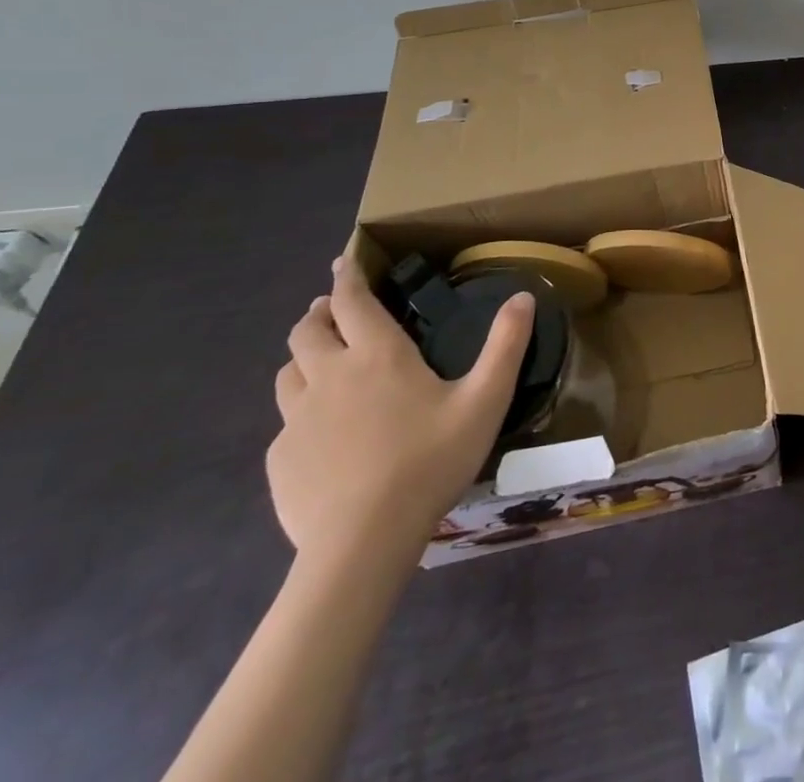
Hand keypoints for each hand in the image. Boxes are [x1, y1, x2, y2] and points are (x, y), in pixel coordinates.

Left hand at [269, 256, 533, 567]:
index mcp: (378, 355)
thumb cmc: (430, 461)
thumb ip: (506, 345)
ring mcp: (297, 419)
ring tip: (322, 361)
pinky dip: (301, 410)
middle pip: (307, 330)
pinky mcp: (280, 459)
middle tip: (333, 310)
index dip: (346, 276)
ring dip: (304, 357)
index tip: (342, 260)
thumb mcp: (485, 400)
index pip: (351, 301)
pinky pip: (286, 421)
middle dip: (319, 312)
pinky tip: (322, 432)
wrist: (362, 543)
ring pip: (288, 372)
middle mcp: (330, 376)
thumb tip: (523, 297)